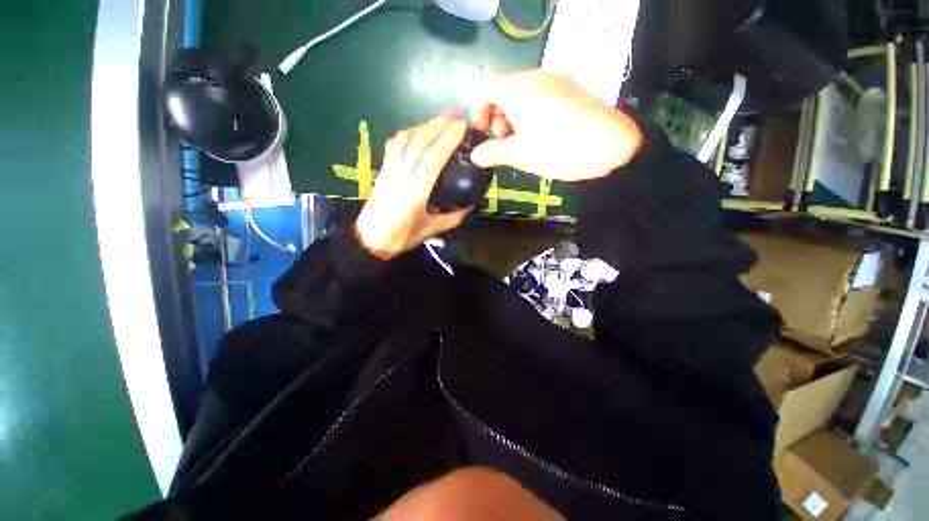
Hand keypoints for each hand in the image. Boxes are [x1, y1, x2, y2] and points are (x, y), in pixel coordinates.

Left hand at [353, 113, 470, 260]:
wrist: (369, 240)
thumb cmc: (400, 237)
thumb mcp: (430, 230)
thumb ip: (451, 219)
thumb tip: (467, 207)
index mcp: (415, 193)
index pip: (432, 159)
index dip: (447, 140)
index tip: (461, 127)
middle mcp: (400, 176)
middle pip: (419, 143)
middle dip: (438, 125)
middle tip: (456, 116)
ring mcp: (389, 170)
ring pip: (404, 139)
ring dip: (423, 126)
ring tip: (440, 122)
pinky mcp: (382, 169)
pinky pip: (394, 145)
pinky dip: (407, 133)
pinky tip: (417, 132)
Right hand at [469, 71, 642, 180]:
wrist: (609, 145)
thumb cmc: (556, 149)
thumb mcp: (518, 155)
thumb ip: (492, 153)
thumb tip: (476, 155)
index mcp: (518, 89)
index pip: (485, 87)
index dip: (478, 110)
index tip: (483, 132)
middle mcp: (536, 78)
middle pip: (504, 90)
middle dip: (497, 116)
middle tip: (503, 141)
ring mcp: (557, 82)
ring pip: (523, 94)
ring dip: (514, 117)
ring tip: (521, 142)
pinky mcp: (571, 91)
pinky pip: (542, 97)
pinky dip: (532, 114)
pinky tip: (540, 136)